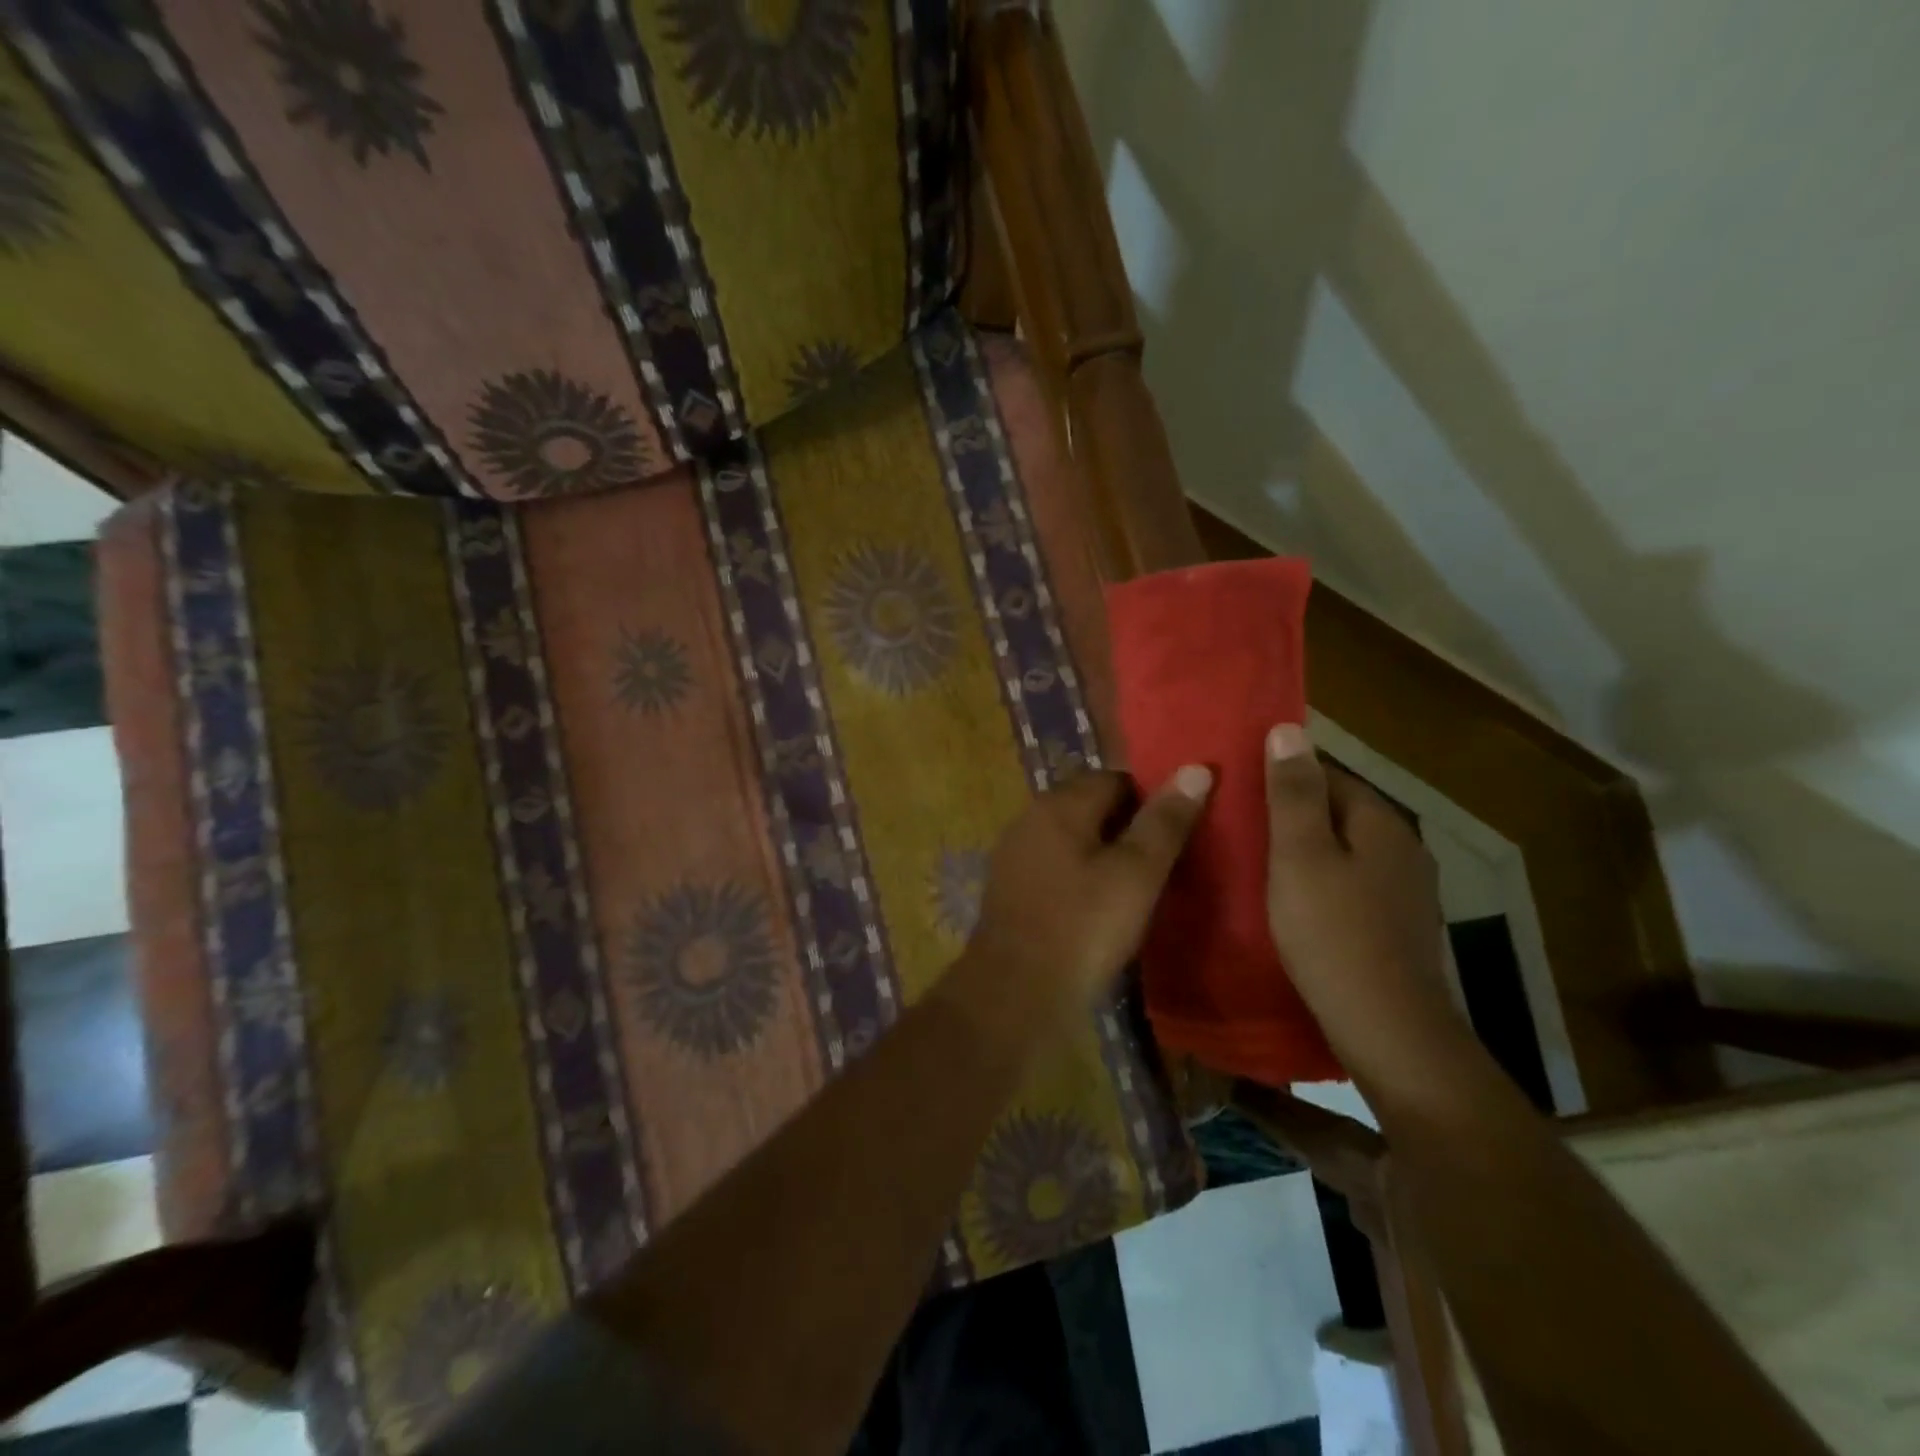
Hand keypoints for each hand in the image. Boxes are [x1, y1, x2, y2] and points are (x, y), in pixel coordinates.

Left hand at [956, 767, 1212, 1037]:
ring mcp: (1015, 855)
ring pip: (1072, 838)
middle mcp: (1030, 819)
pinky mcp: (1010, 889)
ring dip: (1103, 852)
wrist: (1016, 993)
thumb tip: (1196, 768)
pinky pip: (1055, 867)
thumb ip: (1165, 822)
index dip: (1151, 798)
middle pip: (1090, 806)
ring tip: (1140, 884)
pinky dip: (1080, 876)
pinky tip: (1100, 906)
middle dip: (1127, 825)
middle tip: (1165, 859)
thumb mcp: (1136, 874)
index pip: (1115, 779)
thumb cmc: (1082, 927)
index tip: (1178, 829)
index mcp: (1059, 805)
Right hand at [1264, 724, 1462, 1076]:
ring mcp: (1406, 891)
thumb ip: (1293, 793)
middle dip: (1291, 815)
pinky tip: (1294, 904)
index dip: (1282, 778)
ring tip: (1256, 865)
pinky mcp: (1398, 926)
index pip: (1328, 775)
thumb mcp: (1300, 856)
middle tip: (1239, 830)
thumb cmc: (1332, 933)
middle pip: (1338, 813)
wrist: (1387, 1029)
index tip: (1239, 793)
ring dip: (1305, 851)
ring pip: (1344, 851)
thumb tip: (1289, 728)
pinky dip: (1321, 883)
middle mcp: (1403, 848)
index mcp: (1380, 822)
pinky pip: (1352, 885)